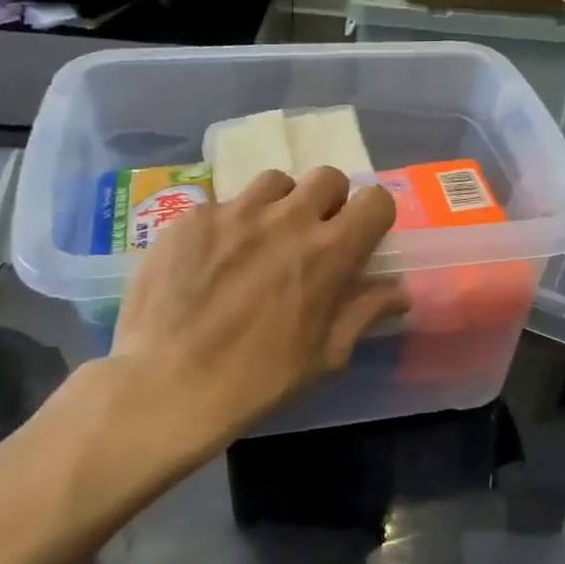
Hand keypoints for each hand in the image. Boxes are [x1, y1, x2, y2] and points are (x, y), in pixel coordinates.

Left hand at [104, 167, 407, 452]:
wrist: (165, 386)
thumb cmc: (258, 380)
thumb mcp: (325, 355)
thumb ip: (364, 312)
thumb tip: (399, 291)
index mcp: (329, 251)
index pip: (374, 199)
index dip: (373, 216)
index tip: (361, 238)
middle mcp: (286, 218)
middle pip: (326, 177)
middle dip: (329, 202)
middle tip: (312, 237)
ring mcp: (234, 212)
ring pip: (274, 182)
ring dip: (280, 205)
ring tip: (261, 239)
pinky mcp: (191, 217)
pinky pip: (223, 204)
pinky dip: (229, 224)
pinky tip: (212, 260)